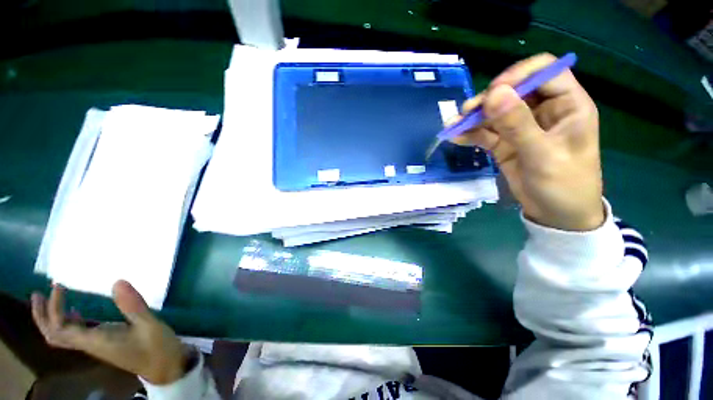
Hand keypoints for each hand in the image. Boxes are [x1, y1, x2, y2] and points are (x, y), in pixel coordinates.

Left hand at [31, 281, 189, 384]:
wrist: (165, 367)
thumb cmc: (157, 348)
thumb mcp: (149, 326)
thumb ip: (133, 306)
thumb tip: (118, 281)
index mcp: (95, 342)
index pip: (61, 328)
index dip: (53, 308)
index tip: (59, 286)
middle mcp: (89, 344)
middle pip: (54, 335)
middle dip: (42, 317)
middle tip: (38, 294)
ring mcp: (96, 345)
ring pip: (63, 336)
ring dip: (51, 319)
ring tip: (52, 298)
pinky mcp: (103, 343)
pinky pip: (76, 334)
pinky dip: (68, 322)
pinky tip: (75, 311)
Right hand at [453, 53, 603, 230]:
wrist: (556, 216)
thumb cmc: (564, 185)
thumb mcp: (542, 155)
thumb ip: (518, 124)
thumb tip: (494, 93)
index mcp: (567, 105)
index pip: (544, 72)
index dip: (517, 76)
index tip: (493, 93)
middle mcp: (543, 111)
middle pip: (513, 91)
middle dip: (488, 100)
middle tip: (467, 113)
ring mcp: (521, 128)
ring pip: (494, 113)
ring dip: (473, 118)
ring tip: (454, 125)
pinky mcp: (505, 144)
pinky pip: (485, 133)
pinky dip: (470, 134)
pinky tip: (456, 138)